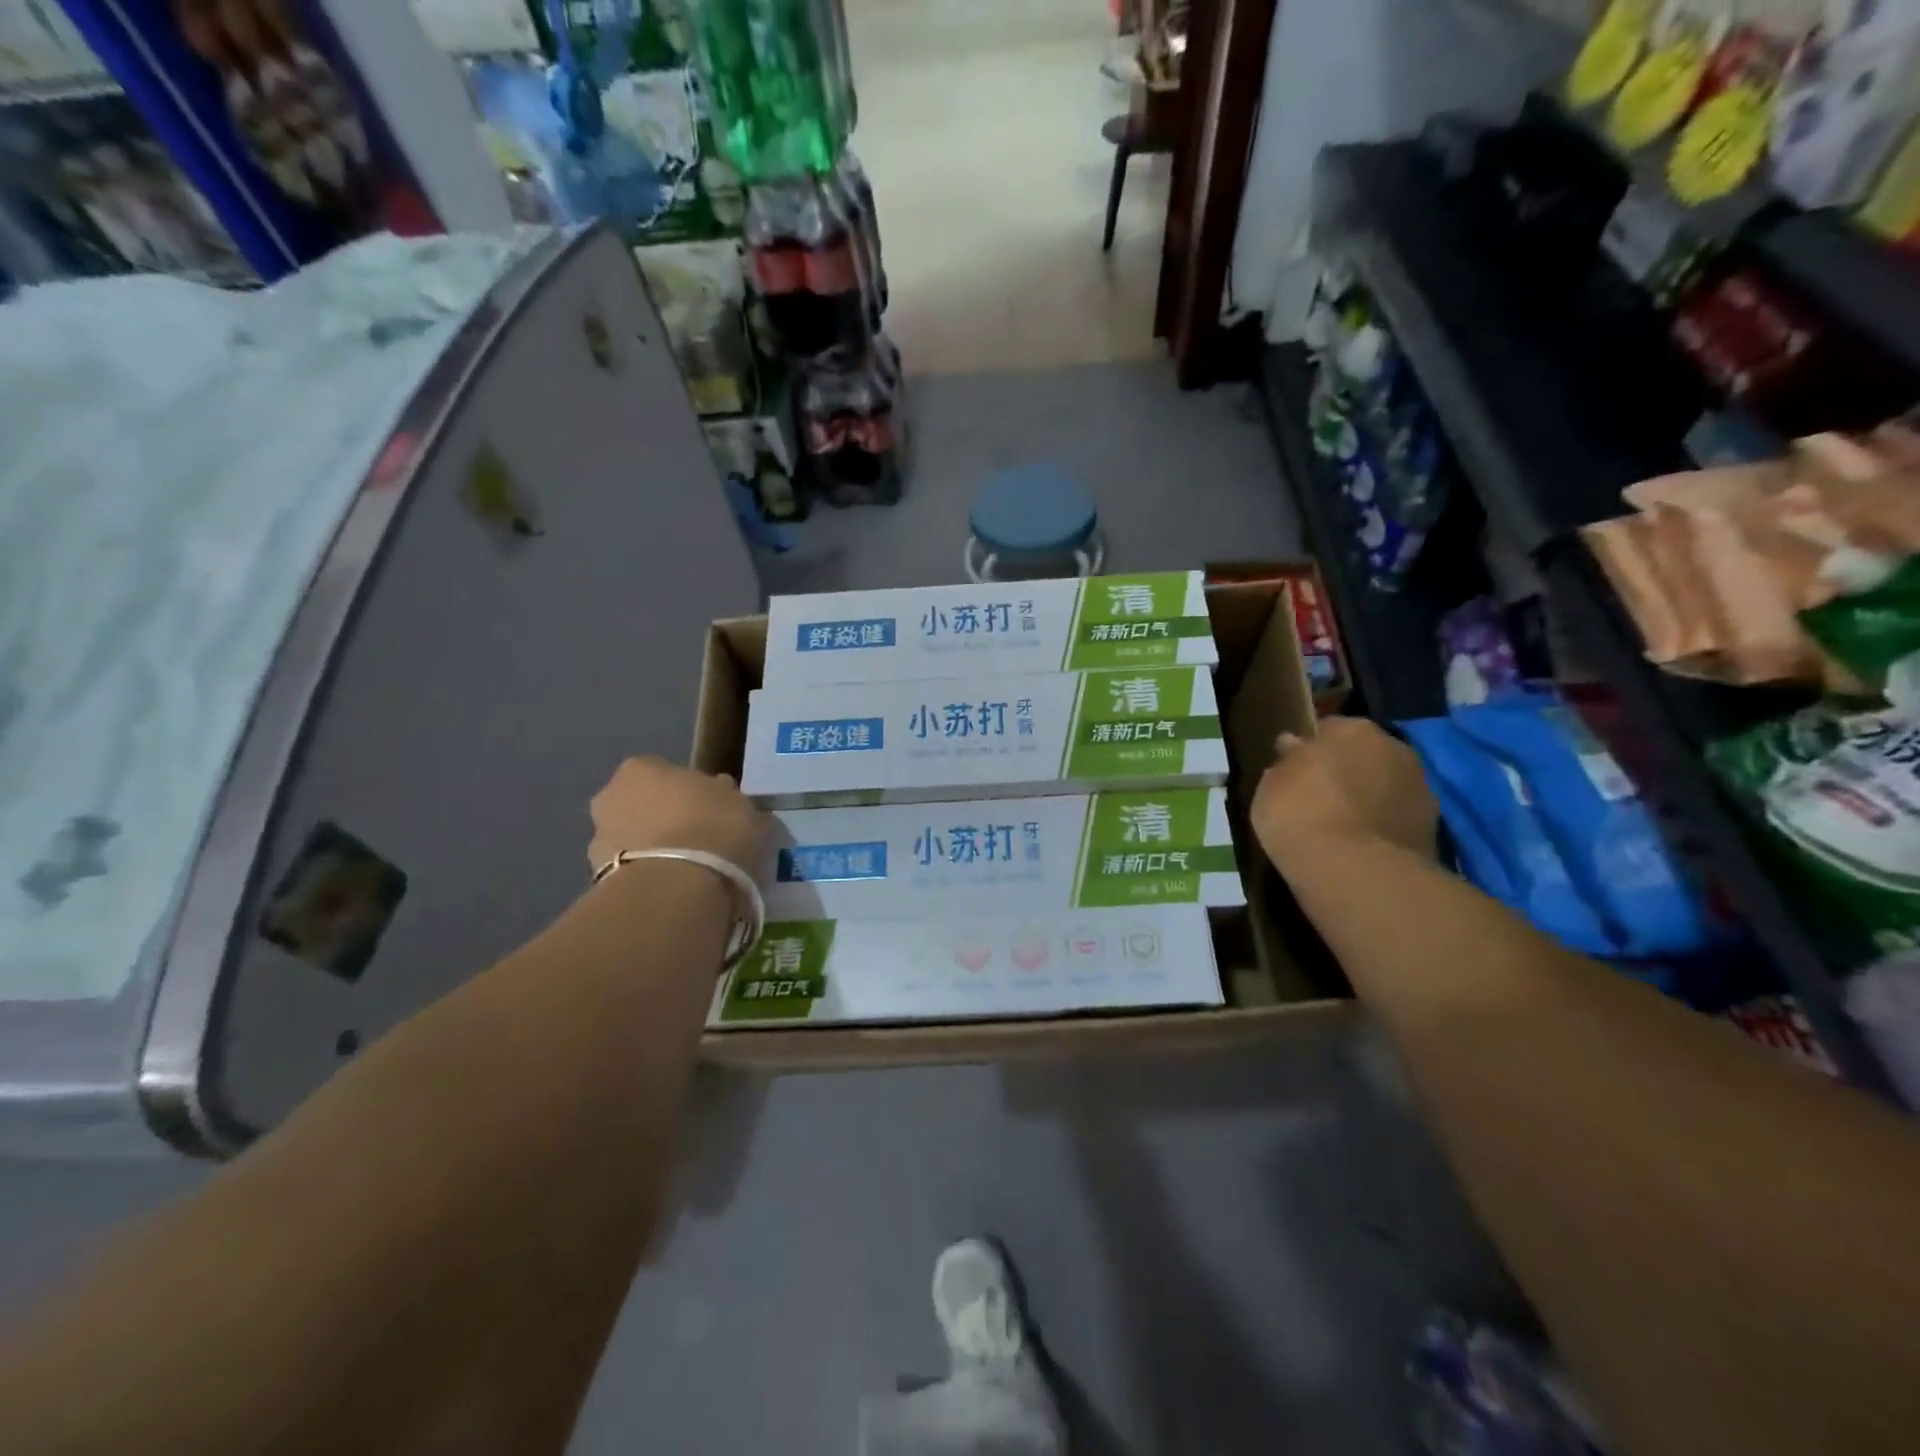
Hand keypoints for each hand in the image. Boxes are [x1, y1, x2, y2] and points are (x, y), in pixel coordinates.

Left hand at [587, 757, 768, 877]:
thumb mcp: (738, 803)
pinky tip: (676, 890)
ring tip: (689, 871)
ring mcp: (598, 839)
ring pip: (634, 839)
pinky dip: (650, 876)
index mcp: (641, 768)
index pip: (665, 772)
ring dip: (654, 850)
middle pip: (642, 804)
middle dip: (664, 819)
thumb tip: (723, 794)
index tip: (710, 808)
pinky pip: (632, 871)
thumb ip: (726, 796)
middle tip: (698, 838)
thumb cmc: (711, 828)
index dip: (689, 790)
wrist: (674, 889)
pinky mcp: (599, 879)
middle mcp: (610, 796)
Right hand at [1251, 718, 1437, 865]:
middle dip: (1345, 771)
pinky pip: (1395, 819)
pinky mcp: (1433, 828)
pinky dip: (1382, 828)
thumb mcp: (1271, 784)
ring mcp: (1419, 788)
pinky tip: (1360, 847)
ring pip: (1384, 786)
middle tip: (1318, 797)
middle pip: (1363, 755)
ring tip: (1340, 827)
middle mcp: (1394, 747)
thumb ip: (1287, 762)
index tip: (1294, 769)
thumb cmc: (1300, 814)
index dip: (1309, 749)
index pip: (1327, 729)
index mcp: (1353, 728)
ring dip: (1367, 799)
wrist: (1355, 871)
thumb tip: (1294, 748)